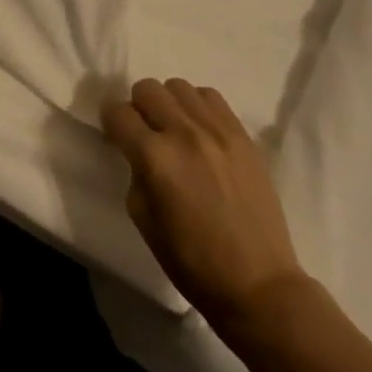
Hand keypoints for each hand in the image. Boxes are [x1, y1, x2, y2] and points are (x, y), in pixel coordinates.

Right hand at [102, 78, 305, 332]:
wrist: (259, 286)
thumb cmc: (192, 261)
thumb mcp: (142, 217)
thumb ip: (135, 171)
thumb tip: (137, 150)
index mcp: (154, 157)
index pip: (117, 111)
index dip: (111, 123)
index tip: (116, 137)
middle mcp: (184, 134)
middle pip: (146, 89)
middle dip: (138, 108)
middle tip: (146, 134)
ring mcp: (218, 132)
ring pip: (178, 86)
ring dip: (169, 104)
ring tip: (176, 131)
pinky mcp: (243, 137)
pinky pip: (211, 97)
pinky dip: (198, 107)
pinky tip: (201, 132)